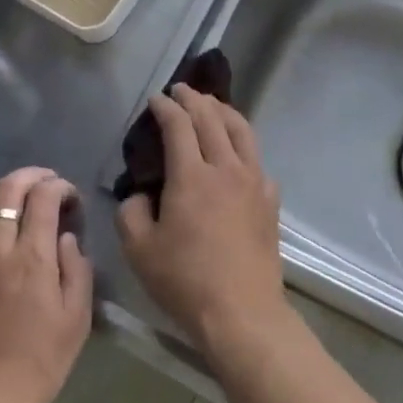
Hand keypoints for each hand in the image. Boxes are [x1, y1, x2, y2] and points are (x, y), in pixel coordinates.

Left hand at [0, 168, 92, 402]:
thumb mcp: (77, 319)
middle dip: (32, 175)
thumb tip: (66, 238)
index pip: (42, 197)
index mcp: (32, 257)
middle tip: (50, 182)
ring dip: (3, 188)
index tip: (73, 199)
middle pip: (8, 189)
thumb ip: (77, 269)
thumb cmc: (38, 363)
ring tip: (20, 195)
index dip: (60, 187)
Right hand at [117, 85, 287, 356]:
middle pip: (212, 119)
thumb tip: (140, 194)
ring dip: (224, 111)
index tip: (156, 99)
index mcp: (192, 176)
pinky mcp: (270, 200)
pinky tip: (237, 152)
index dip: (166, 108)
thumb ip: (131, 212)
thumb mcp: (139, 249)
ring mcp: (255, 182)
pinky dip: (243, 143)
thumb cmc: (185, 281)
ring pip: (242, 131)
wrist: (242, 313)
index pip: (179, 126)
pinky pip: (256, 159)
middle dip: (195, 99)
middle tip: (182, 90)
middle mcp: (227, 168)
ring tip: (212, 105)